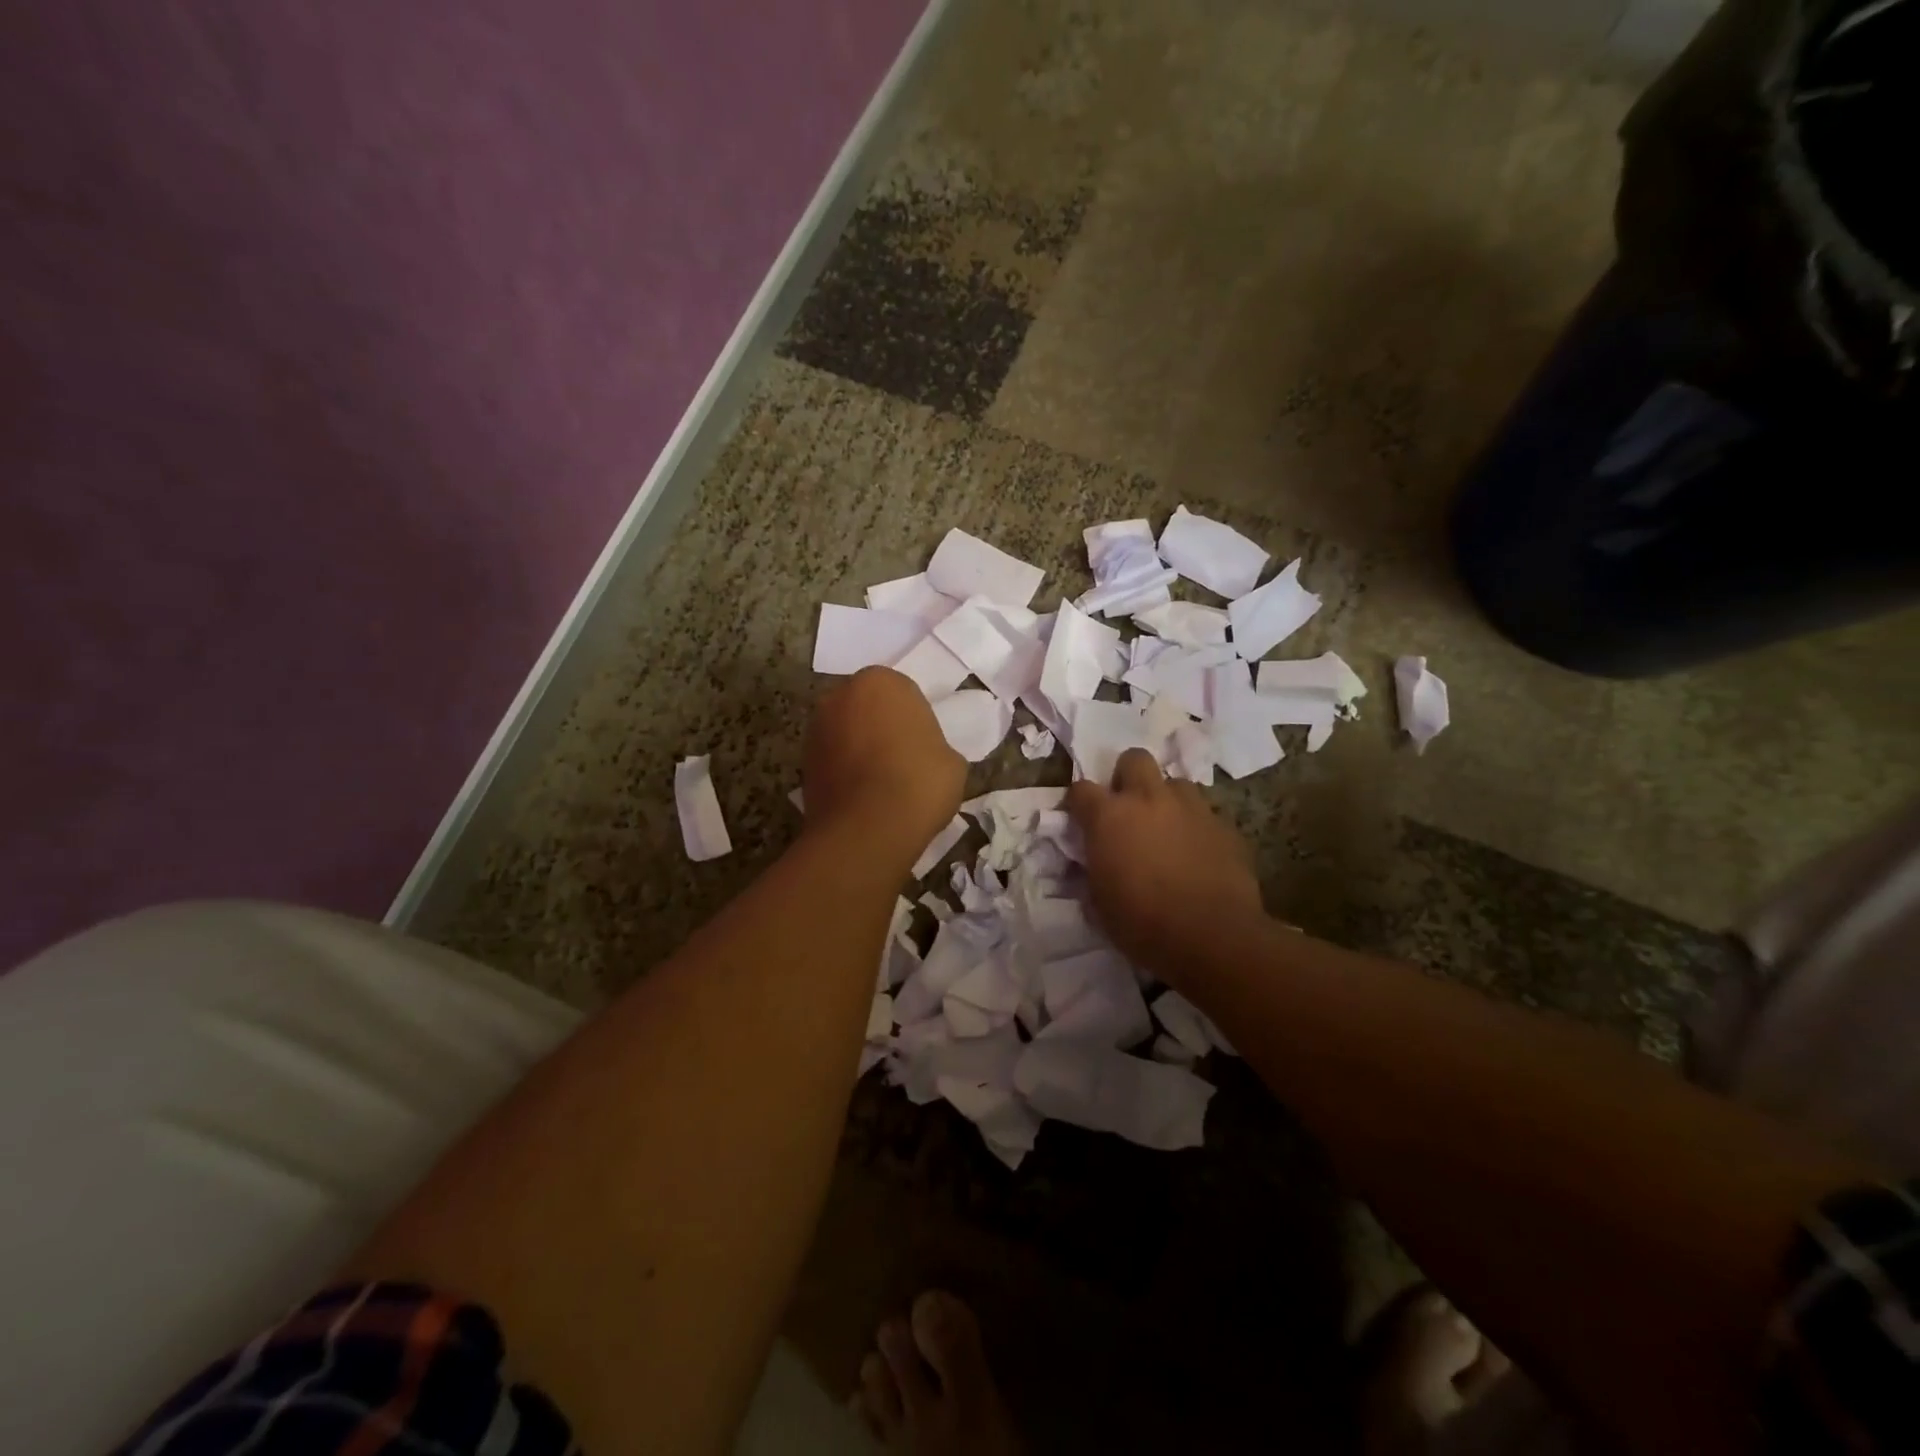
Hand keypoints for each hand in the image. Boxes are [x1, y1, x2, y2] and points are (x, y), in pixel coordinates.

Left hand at [804, 667, 965, 865]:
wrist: (868, 831)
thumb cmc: (918, 783)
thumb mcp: (952, 761)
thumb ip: (934, 745)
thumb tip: (924, 756)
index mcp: (881, 681)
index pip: (903, 693)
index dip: (915, 720)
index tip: (925, 745)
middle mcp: (840, 695)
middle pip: (868, 707)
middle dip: (882, 727)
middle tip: (903, 759)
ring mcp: (816, 728)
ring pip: (847, 732)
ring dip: (860, 748)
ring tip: (882, 783)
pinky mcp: (802, 763)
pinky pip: (833, 760)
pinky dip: (845, 772)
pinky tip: (864, 797)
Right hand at [1066, 748, 1263, 977]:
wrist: (1213, 937)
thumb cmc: (1142, 923)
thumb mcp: (1099, 902)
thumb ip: (1093, 871)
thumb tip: (1092, 864)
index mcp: (1109, 816)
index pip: (1081, 789)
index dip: (1079, 803)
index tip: (1081, 820)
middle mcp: (1149, 799)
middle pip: (1134, 759)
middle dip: (1127, 777)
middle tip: (1128, 809)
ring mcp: (1191, 808)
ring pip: (1175, 784)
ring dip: (1166, 801)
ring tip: (1167, 831)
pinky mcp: (1225, 825)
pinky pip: (1205, 814)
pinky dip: (1195, 827)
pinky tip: (1198, 855)